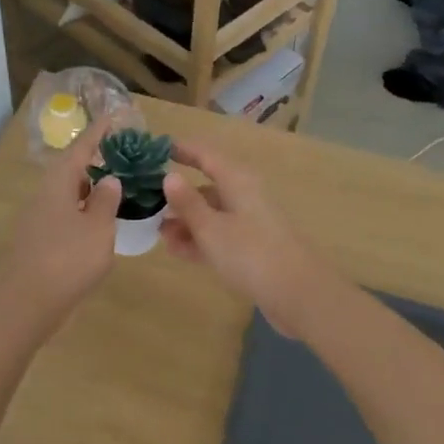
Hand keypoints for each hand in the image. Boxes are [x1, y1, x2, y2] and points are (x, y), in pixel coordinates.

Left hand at [0, 121, 122, 327]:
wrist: (27, 302)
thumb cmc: (68, 260)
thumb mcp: (98, 228)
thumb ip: (106, 201)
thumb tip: (109, 179)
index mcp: (58, 183)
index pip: (80, 149)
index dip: (97, 133)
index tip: (112, 117)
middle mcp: (44, 194)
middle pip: (70, 168)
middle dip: (93, 159)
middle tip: (119, 154)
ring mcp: (38, 217)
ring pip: (66, 192)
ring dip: (88, 186)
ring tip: (114, 185)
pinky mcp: (38, 239)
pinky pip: (64, 212)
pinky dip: (83, 208)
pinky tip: (97, 220)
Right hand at [161, 139, 329, 337]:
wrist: (298, 294)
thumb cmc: (250, 253)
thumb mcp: (210, 228)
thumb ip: (187, 202)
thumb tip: (169, 176)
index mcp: (237, 181)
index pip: (206, 155)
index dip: (182, 150)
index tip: (156, 149)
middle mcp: (244, 196)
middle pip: (207, 186)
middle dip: (178, 195)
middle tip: (146, 202)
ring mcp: (250, 223)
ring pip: (211, 214)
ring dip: (186, 222)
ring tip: (158, 233)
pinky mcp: (252, 248)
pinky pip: (219, 235)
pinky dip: (200, 240)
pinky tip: (177, 251)